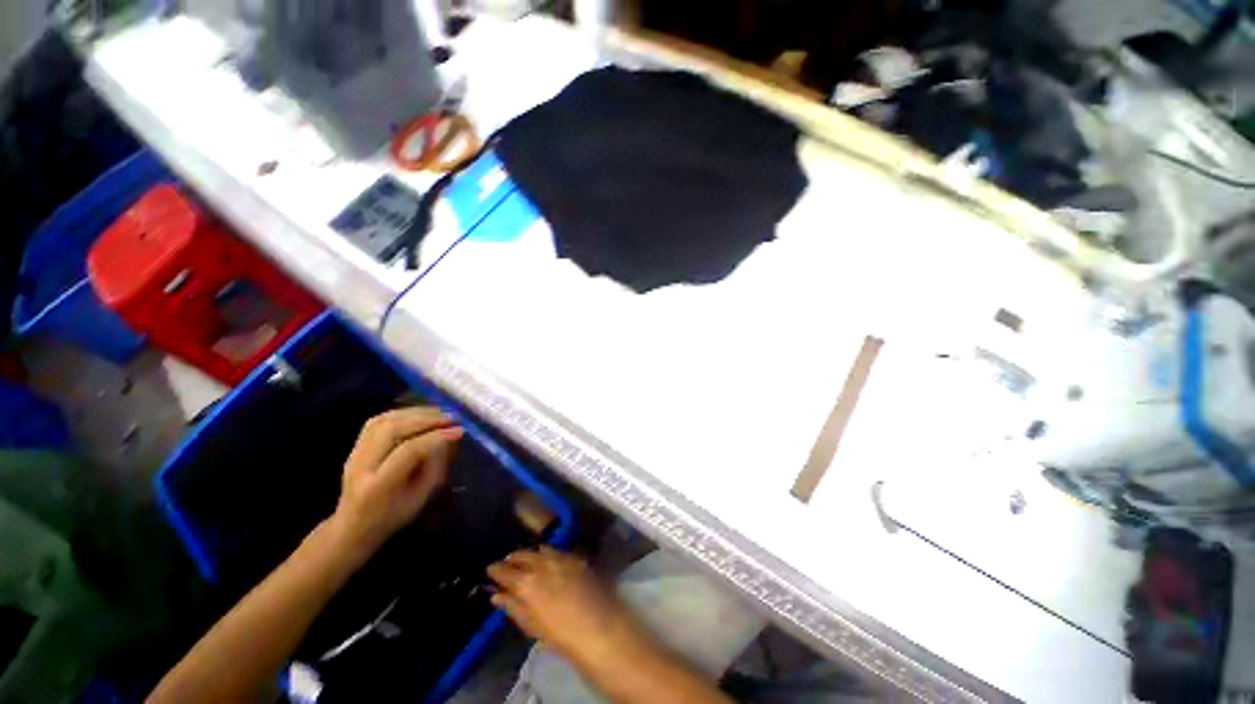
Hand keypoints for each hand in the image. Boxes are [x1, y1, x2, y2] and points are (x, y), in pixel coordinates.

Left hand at [330, 407, 462, 559]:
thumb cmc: (393, 516)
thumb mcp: (422, 497)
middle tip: (451, 418)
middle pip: (392, 429)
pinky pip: (377, 421)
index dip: (436, 437)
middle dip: (426, 419)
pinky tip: (419, 415)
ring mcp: (354, 454)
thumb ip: (435, 466)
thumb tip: (449, 437)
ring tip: (439, 414)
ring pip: (384, 420)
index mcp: (379, 486)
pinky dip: (402, 413)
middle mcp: (361, 466)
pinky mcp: (355, 446)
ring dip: (415, 413)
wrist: (353, 527)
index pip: (408, 451)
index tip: (460, 431)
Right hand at [488, 547, 644, 666]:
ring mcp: (563, 558)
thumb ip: (513, 607)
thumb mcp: (531, 626)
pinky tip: (548, 559)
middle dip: (513, 558)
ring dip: (531, 553)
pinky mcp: (578, 558)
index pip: (505, 570)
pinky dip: (549, 553)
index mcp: (527, 582)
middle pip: (523, 555)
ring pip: (541, 549)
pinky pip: (558, 551)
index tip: (490, 569)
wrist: (599, 627)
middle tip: (506, 563)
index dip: (496, 569)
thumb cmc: (561, 635)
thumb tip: (496, 595)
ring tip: (526, 560)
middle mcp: (543, 563)